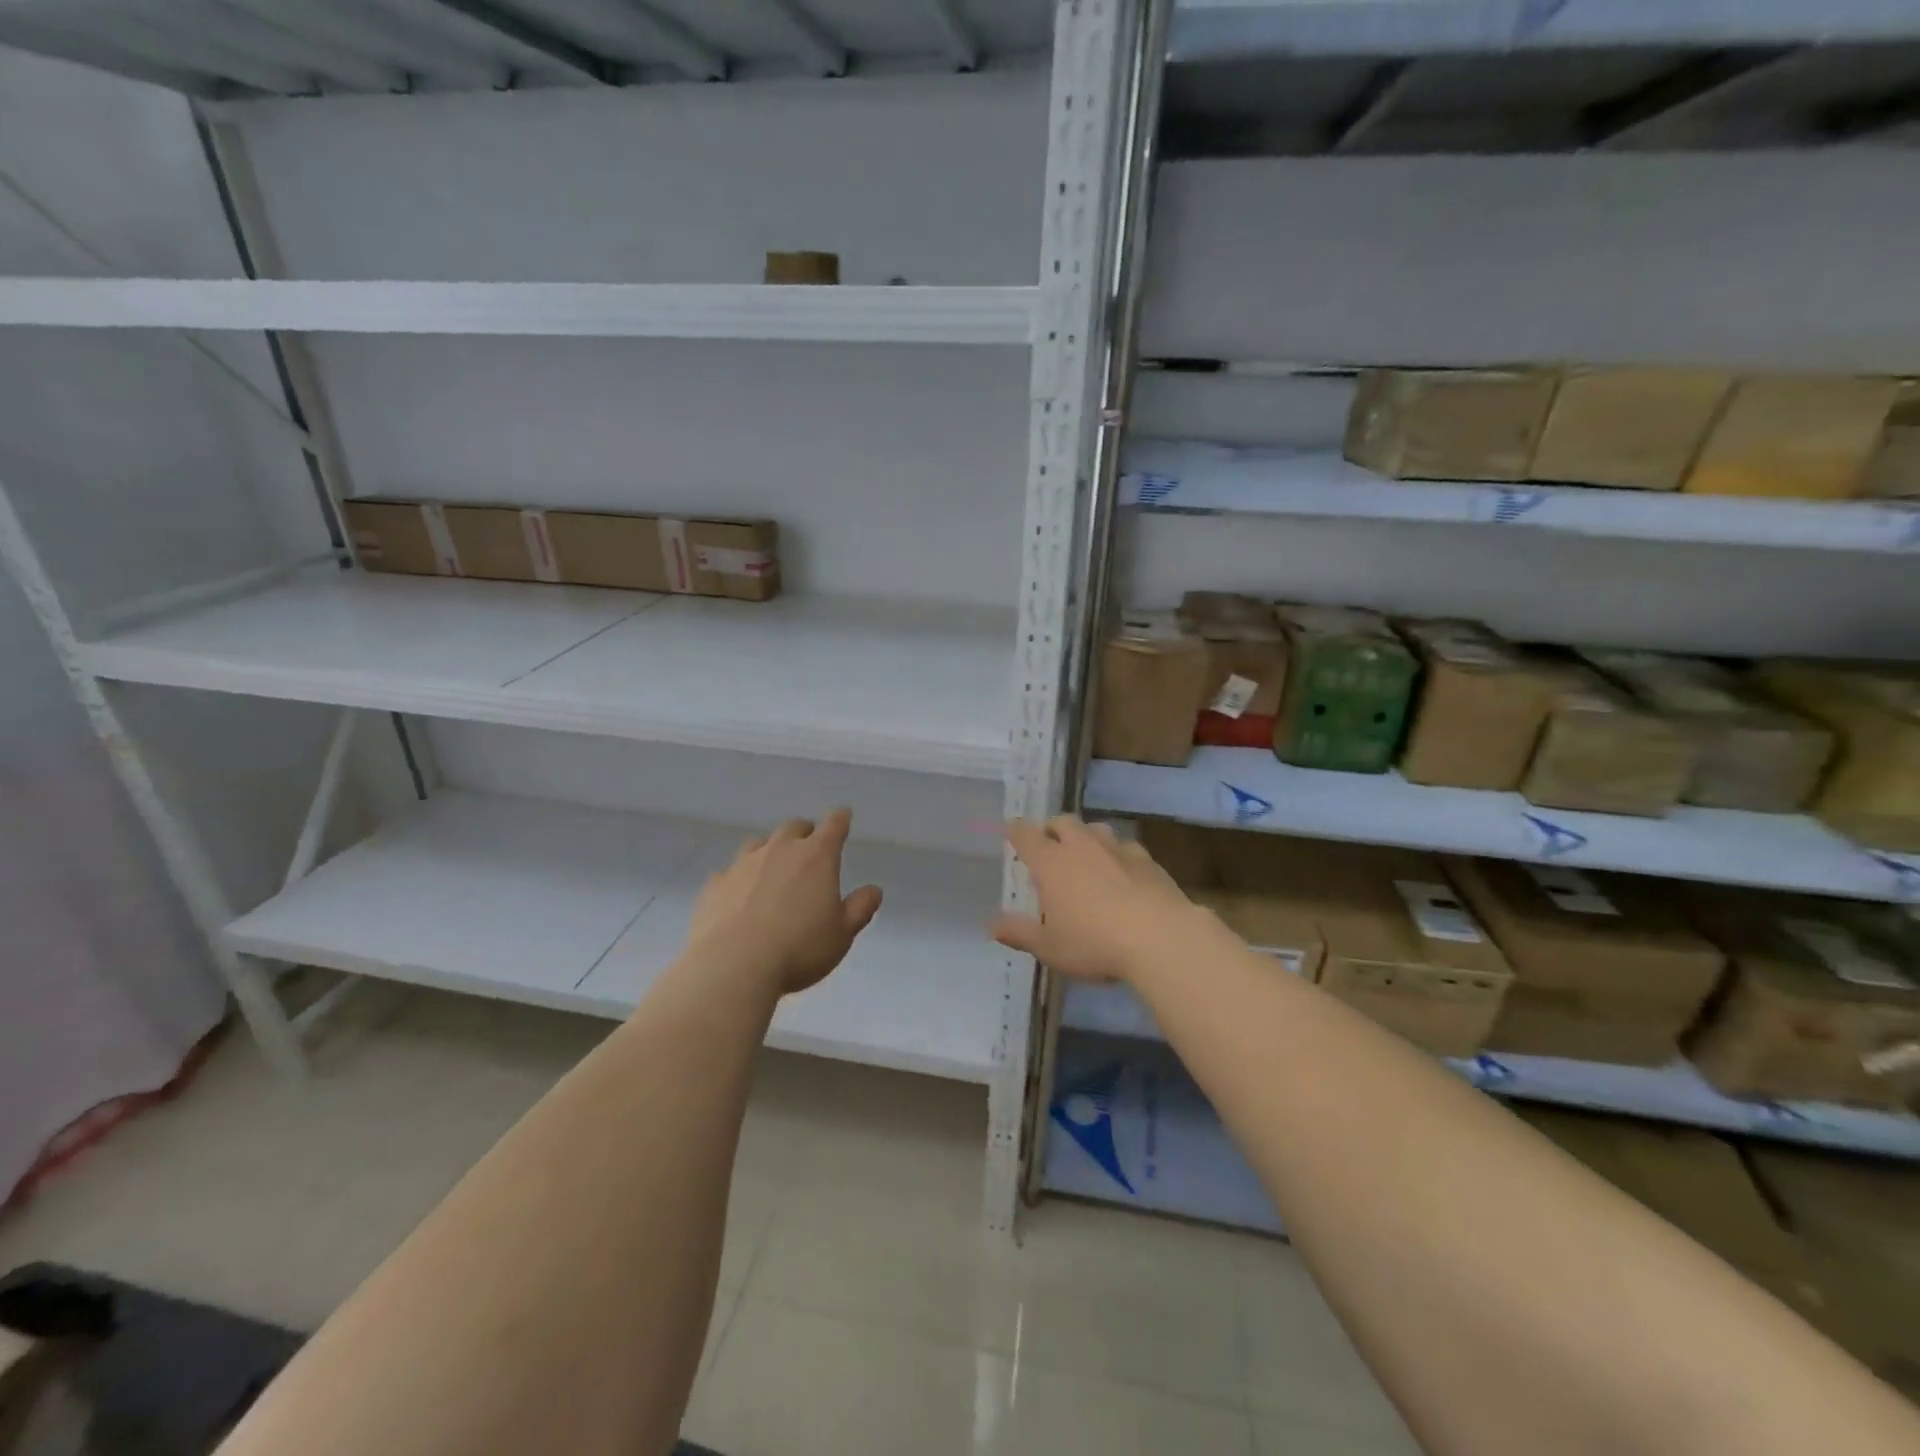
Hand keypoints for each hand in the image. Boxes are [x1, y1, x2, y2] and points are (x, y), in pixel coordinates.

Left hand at [684, 810, 882, 997]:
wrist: (734, 966)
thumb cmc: (799, 948)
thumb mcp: (842, 934)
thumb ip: (860, 908)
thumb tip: (873, 890)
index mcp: (816, 857)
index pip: (834, 825)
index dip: (840, 819)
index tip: (843, 816)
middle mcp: (779, 850)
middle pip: (794, 827)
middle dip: (805, 833)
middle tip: (810, 849)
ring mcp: (743, 864)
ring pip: (759, 843)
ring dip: (770, 850)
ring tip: (773, 870)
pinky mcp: (715, 885)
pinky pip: (730, 872)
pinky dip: (739, 878)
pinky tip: (738, 897)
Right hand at [992, 816, 1220, 984]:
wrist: (1160, 938)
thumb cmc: (1094, 943)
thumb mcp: (1049, 947)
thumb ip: (1019, 933)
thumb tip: (991, 925)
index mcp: (1051, 863)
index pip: (1025, 834)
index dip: (1015, 830)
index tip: (1010, 831)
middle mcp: (1082, 846)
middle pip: (1063, 822)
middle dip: (1052, 828)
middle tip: (1049, 845)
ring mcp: (1117, 849)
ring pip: (1096, 829)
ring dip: (1086, 836)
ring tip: (1085, 855)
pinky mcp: (1147, 860)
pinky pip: (1126, 847)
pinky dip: (1117, 853)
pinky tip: (1122, 871)